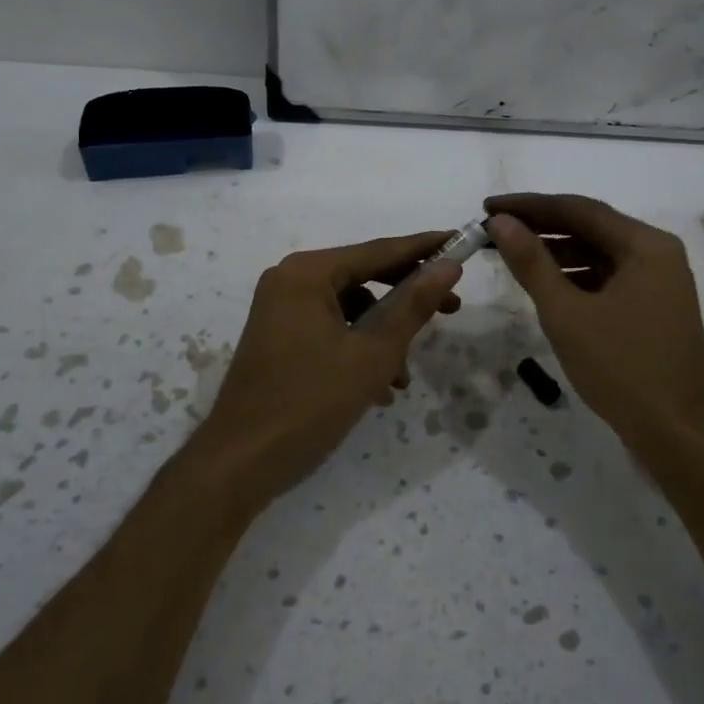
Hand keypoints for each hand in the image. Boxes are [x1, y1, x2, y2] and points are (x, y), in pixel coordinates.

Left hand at [189, 232, 463, 512]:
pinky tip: (379, 388)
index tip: (462, 241)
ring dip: (383, 335)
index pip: (378, 251)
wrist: (240, 463)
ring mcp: (281, 309)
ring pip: (350, 308)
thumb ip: (413, 306)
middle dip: (406, 298)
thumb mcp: (372, 354)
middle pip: (363, 276)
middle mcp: (290, 280)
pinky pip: (330, 329)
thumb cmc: (309, 402)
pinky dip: (358, 349)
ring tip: (404, 377)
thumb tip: (448, 266)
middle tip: (452, 308)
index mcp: (308, 273)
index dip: (424, 248)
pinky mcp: (279, 337)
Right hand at [485, 194, 703, 441]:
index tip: (487, 207)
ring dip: (556, 252)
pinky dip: (575, 277)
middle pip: (590, 227)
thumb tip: (501, 221)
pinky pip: (608, 279)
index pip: (578, 209)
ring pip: (599, 254)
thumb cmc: (622, 368)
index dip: (529, 206)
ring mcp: (660, 283)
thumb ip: (531, 262)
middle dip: (541, 227)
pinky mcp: (654, 309)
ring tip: (511, 255)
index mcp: (646, 245)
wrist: (679, 436)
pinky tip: (546, 285)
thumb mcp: (567, 313)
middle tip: (494, 229)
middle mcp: (658, 254)